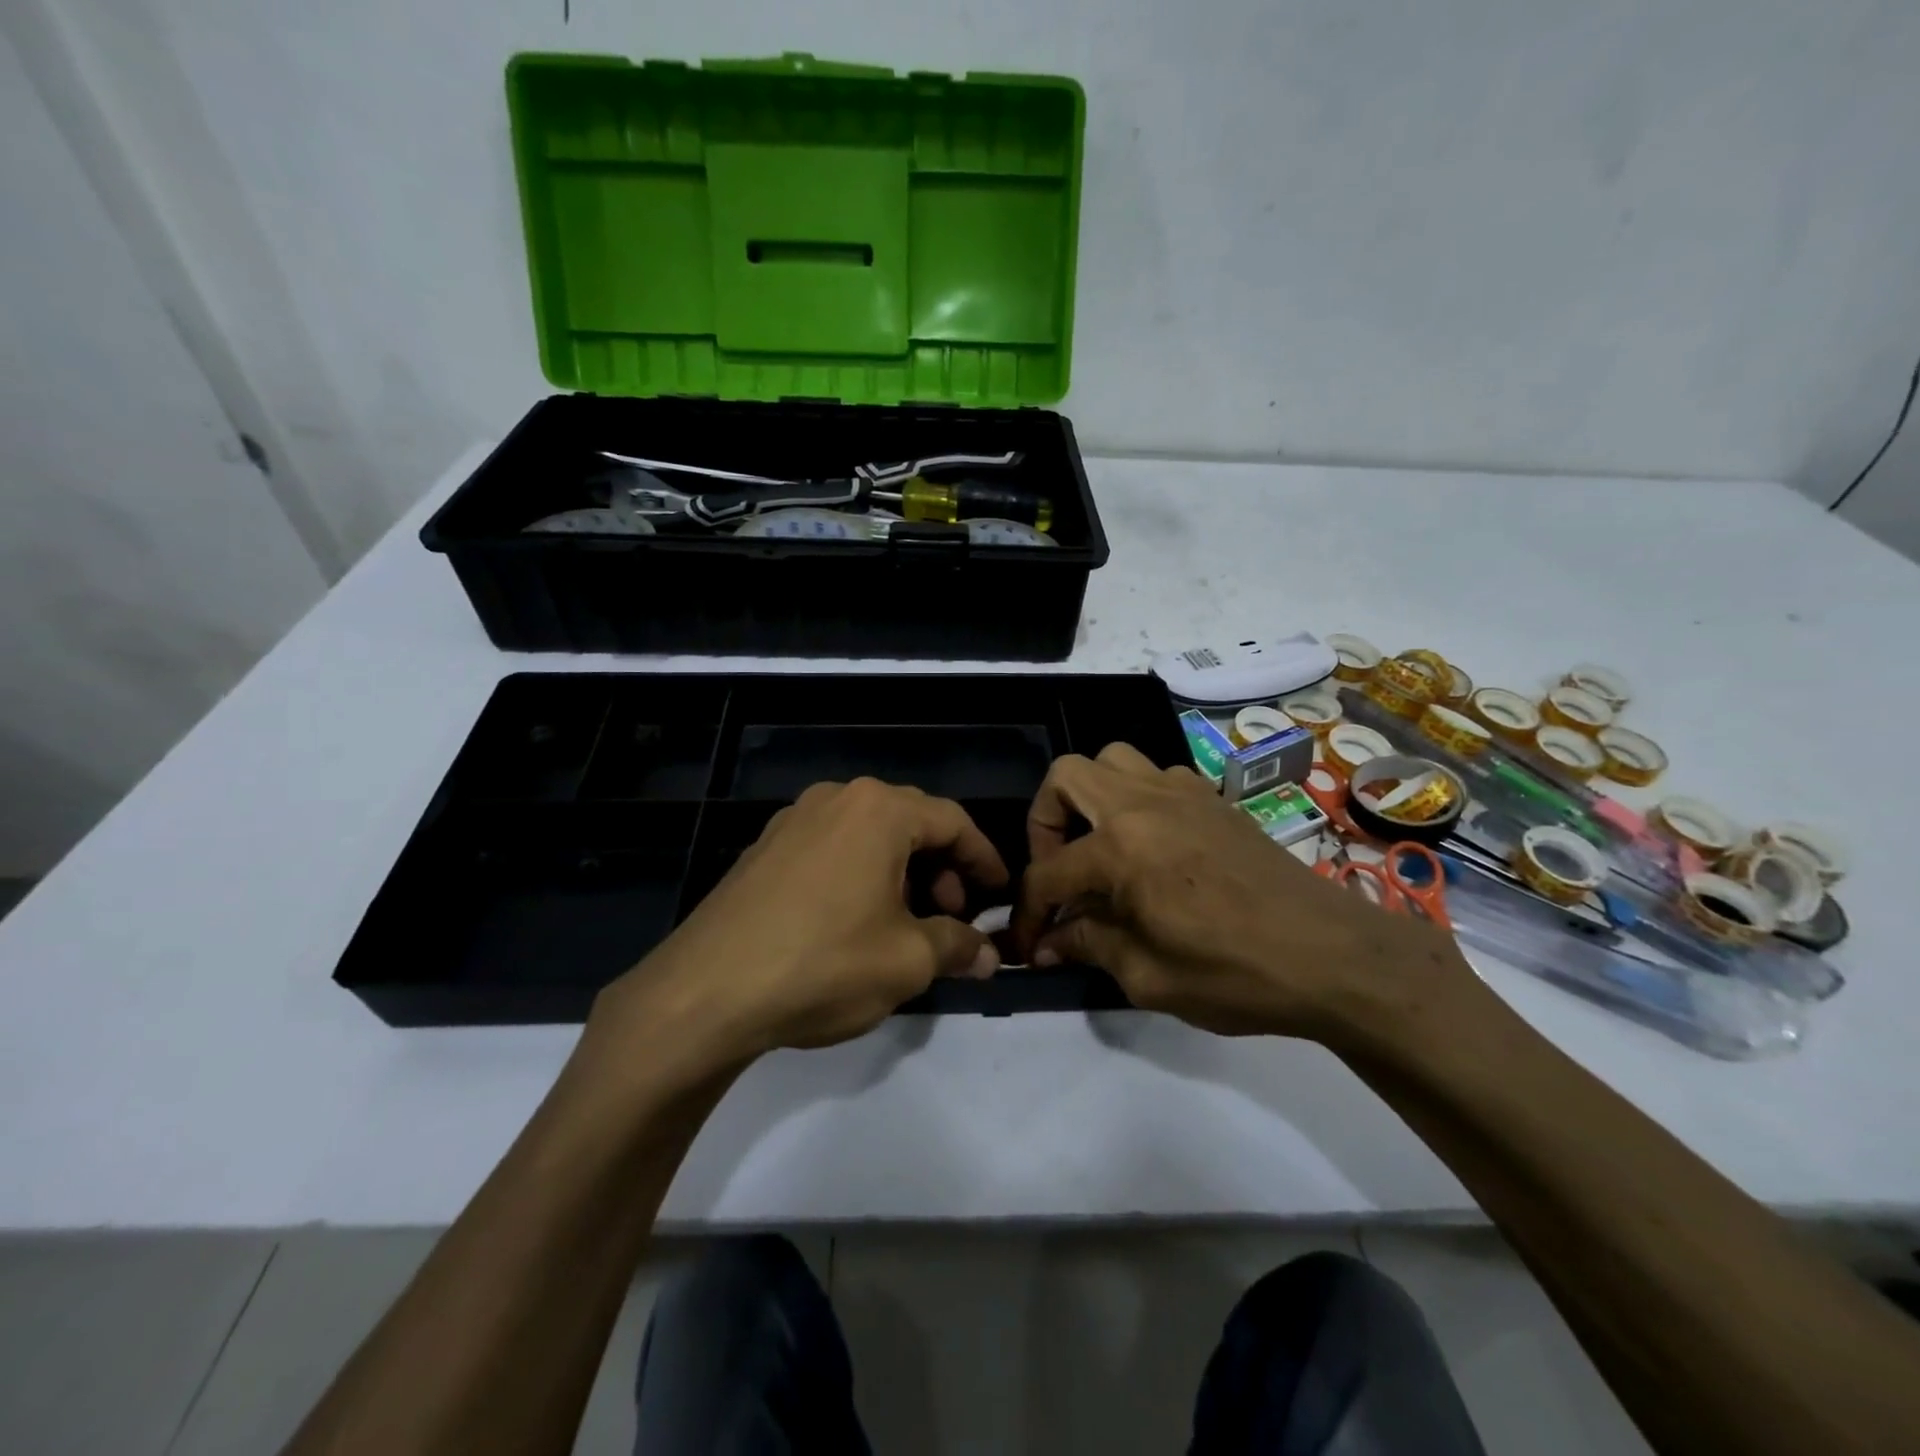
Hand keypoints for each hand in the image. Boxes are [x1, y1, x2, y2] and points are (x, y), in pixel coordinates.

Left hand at [591, 779, 1008, 1069]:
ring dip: (901, 872)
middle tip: (952, 915)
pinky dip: (860, 874)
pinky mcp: (764, 848)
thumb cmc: (823, 964)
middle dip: (942, 867)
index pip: (953, 821)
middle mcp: (837, 798)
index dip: (984, 858)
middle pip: (910, 822)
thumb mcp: (906, 961)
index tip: (999, 893)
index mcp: (878, 810)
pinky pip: (832, 848)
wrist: (705, 992)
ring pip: (868, 835)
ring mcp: (793, 820)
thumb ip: (957, 947)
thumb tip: (989, 955)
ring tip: (907, 922)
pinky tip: (857, 920)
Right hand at [1012, 743, 1474, 1045]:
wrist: (1335, 957)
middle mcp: (1144, 803)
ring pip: (1113, 761)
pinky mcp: (1214, 800)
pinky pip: (1156, 775)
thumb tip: (1049, 943)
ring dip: (1092, 799)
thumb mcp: (1148, 977)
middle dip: (1044, 822)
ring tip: (1100, 849)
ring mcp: (1183, 792)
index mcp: (1121, 847)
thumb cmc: (1236, 973)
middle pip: (1066, 776)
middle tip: (1060, 870)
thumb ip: (1088, 946)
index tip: (1027, 945)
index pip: (1048, 872)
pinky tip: (1151, 847)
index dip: (1028, 912)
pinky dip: (1136, 800)